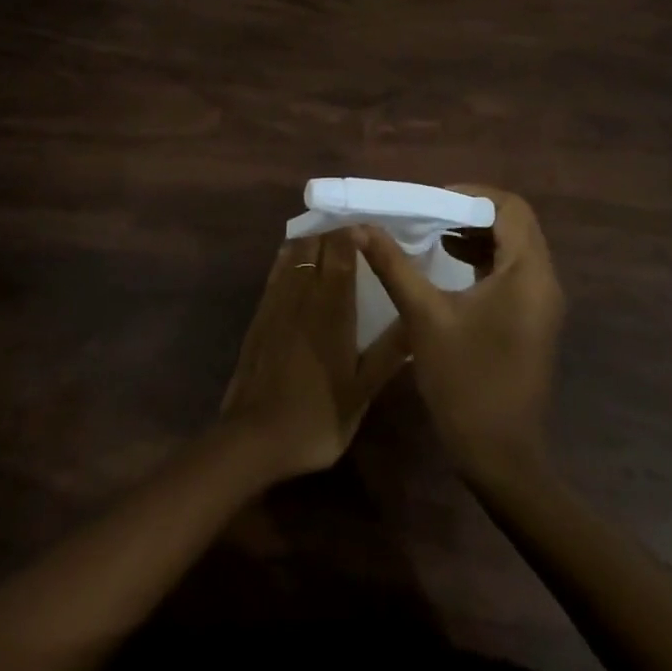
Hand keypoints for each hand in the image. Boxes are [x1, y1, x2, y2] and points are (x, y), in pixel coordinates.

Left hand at [220, 228, 410, 482]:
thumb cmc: (317, 417)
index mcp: (332, 308)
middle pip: (316, 244)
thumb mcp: (362, 392)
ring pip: (294, 252)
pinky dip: (291, 256)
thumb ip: (389, 353)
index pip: (341, 251)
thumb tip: (417, 321)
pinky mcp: (260, 312)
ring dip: (313, 241)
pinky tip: (299, 263)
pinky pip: (277, 269)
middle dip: (336, 234)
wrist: (254, 438)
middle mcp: (303, 293)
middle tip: (357, 240)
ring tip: (331, 245)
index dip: (355, 234)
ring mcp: (277, 300)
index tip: (372, 232)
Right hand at [355, 185, 564, 485]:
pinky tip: (449, 265)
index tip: (431, 201)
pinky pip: (512, 271)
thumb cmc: (465, 381)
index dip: (471, 195)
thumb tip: (361, 227)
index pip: (510, 207)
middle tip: (428, 213)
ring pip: (514, 246)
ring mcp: (541, 302)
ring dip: (476, 234)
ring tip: (432, 234)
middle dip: (470, 212)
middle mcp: (543, 280)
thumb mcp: (424, 316)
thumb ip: (394, 265)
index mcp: (527, 273)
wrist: (501, 457)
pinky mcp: (532, 319)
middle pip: (514, 223)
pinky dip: (483, 258)